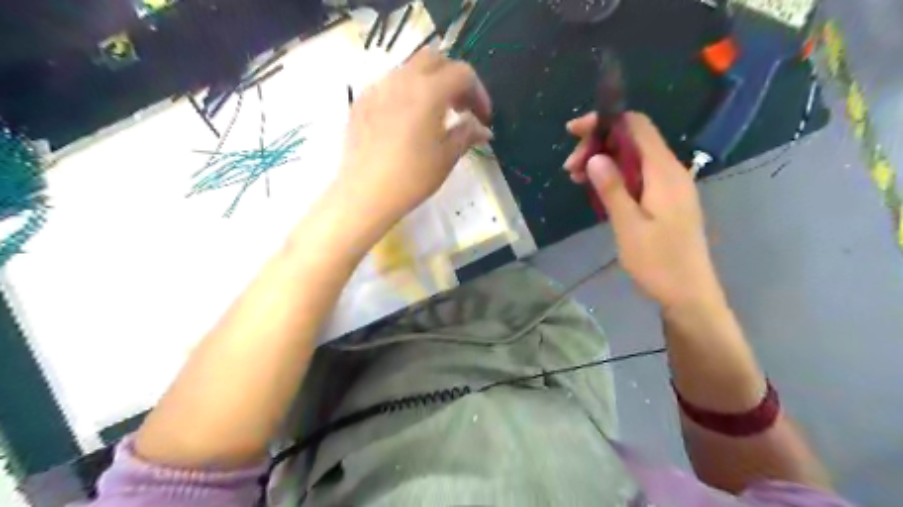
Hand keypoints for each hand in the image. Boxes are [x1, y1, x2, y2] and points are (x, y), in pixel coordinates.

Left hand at [340, 49, 492, 225]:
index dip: (479, 93)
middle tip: (461, 107)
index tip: (483, 117)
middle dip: (454, 78)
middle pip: (435, 59)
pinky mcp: (361, 101)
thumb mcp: (447, 157)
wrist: (365, 194)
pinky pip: (389, 84)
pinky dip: (406, 92)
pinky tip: (407, 120)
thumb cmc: (412, 177)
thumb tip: (482, 128)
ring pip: (409, 68)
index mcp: (428, 91)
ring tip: (435, 114)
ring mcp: (378, 88)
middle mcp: (402, 79)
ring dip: (429, 83)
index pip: (462, 73)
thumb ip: (467, 134)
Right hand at [562, 110, 723, 309]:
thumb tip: (595, 157)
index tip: (573, 132)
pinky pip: (637, 176)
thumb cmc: (659, 262)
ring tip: (575, 178)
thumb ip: (613, 188)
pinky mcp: (665, 200)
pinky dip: (614, 176)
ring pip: (632, 159)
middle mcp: (669, 171)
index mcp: (664, 172)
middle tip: (569, 168)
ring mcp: (669, 186)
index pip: (636, 126)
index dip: (605, 121)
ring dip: (603, 162)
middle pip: (632, 140)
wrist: (688, 293)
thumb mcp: (629, 226)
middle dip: (597, 145)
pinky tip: (596, 189)